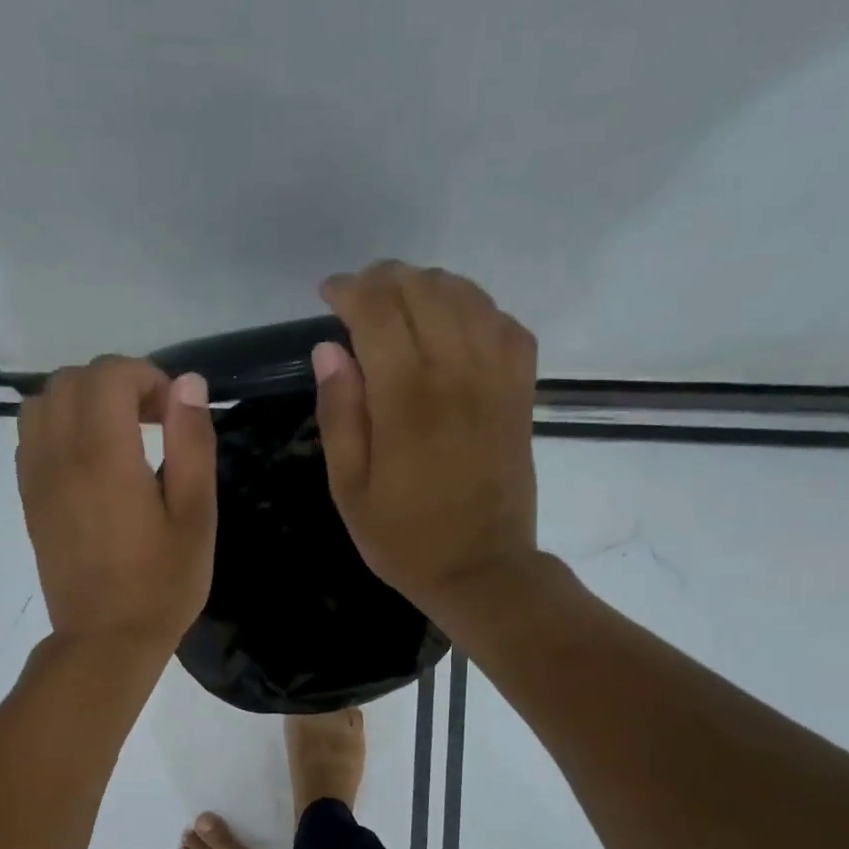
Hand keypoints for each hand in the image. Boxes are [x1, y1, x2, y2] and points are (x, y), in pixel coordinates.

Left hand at [17, 355, 215, 651]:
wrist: (106, 639)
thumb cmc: (162, 584)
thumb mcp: (196, 516)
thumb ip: (192, 444)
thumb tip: (187, 384)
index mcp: (105, 457)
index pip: (109, 374)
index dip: (146, 376)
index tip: (172, 412)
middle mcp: (60, 456)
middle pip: (71, 379)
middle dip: (115, 383)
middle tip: (151, 419)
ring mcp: (37, 477)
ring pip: (43, 402)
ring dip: (82, 401)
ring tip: (118, 434)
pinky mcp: (28, 498)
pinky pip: (31, 436)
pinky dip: (59, 426)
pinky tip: (90, 460)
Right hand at [313, 261, 541, 618]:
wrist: (481, 569)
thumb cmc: (404, 538)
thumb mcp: (349, 489)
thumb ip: (339, 414)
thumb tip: (329, 348)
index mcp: (407, 399)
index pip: (378, 310)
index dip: (350, 290)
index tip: (328, 295)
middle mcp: (457, 373)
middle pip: (424, 290)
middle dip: (385, 279)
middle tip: (359, 297)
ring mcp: (497, 378)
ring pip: (467, 296)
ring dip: (428, 286)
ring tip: (400, 304)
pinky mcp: (521, 391)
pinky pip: (504, 324)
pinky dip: (475, 309)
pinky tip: (453, 325)